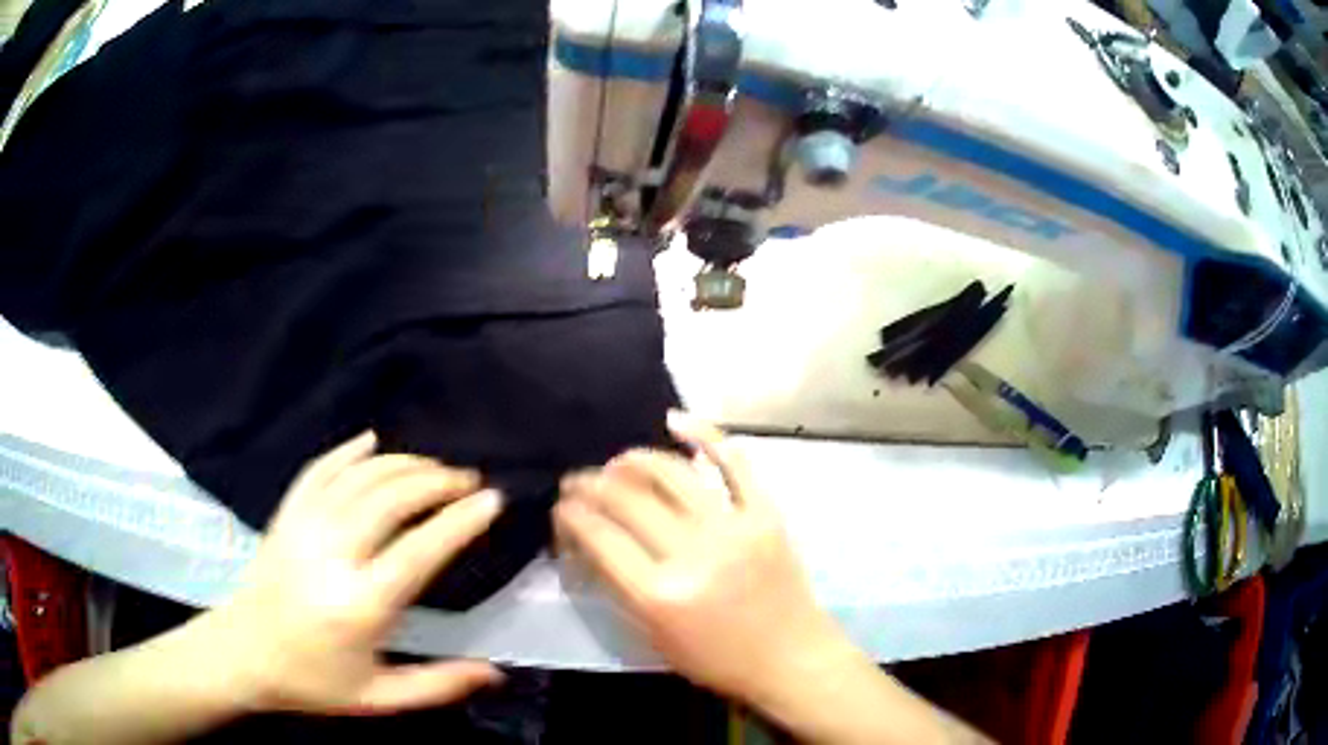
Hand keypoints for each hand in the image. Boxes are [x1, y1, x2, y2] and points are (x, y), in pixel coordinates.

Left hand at [199, 431, 504, 714]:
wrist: (242, 655)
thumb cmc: (313, 682)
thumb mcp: (380, 698)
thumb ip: (439, 685)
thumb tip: (496, 672)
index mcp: (359, 606)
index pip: (419, 550)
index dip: (460, 521)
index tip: (492, 499)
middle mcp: (331, 556)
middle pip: (390, 499)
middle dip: (436, 482)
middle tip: (468, 480)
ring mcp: (303, 528)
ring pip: (359, 478)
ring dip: (402, 464)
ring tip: (435, 467)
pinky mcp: (285, 516)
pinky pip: (319, 470)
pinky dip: (348, 451)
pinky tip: (371, 441)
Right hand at [555, 412, 847, 703]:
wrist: (790, 657)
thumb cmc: (717, 659)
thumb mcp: (654, 636)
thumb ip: (618, 586)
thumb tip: (589, 538)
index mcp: (660, 594)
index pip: (599, 536)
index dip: (570, 515)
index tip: (561, 507)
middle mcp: (694, 553)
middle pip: (627, 499)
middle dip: (590, 484)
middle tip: (577, 481)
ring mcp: (734, 527)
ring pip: (672, 473)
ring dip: (634, 459)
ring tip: (616, 462)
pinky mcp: (766, 513)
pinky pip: (735, 462)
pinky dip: (705, 434)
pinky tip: (674, 421)